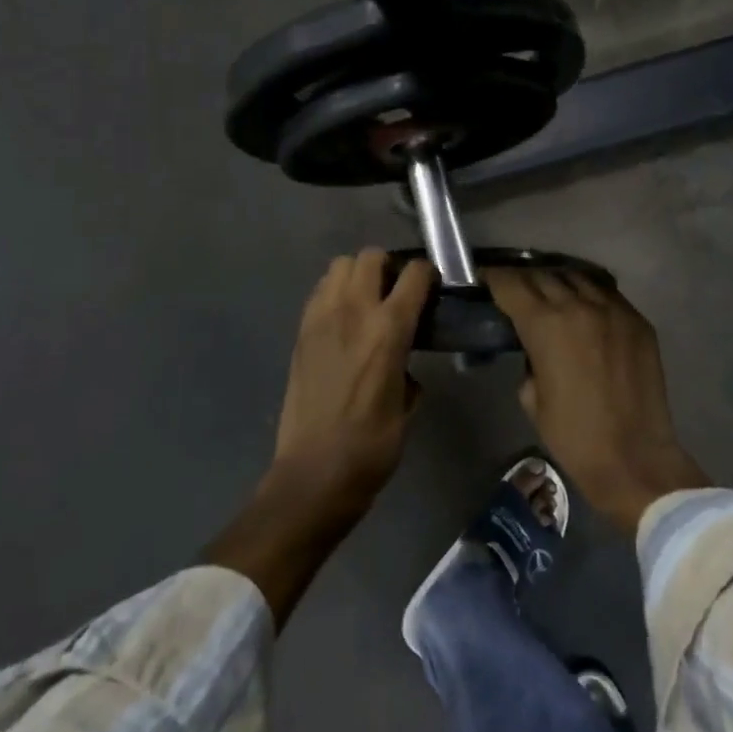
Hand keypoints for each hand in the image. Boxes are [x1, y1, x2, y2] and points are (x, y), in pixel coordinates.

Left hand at [205, 250, 434, 629]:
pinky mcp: (300, 333)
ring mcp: (321, 319)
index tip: (432, 288)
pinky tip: (343, 320)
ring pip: (339, 266)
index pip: (414, 274)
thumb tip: (405, 365)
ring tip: (367, 301)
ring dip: (357, 275)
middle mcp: (353, 312)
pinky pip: (319, 292)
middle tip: (396, 292)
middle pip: (370, 257)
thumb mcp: (409, 407)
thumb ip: (410, 371)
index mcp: (389, 330)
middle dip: (388, 266)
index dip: (427, 274)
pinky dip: (334, 293)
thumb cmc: (371, 447)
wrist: (313, 474)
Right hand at [485, 268, 709, 535]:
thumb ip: (528, 360)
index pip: (512, 284)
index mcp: (546, 325)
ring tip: (550, 293)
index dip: (494, 278)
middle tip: (515, 290)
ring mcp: (614, 310)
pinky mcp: (639, 321)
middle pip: (543, 275)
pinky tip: (584, 308)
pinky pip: (607, 294)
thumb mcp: (531, 398)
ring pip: (578, 277)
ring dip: (558, 282)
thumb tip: (536, 347)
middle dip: (524, 280)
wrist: (634, 458)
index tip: (485, 279)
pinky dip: (589, 294)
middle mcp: (580, 306)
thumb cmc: (574, 436)